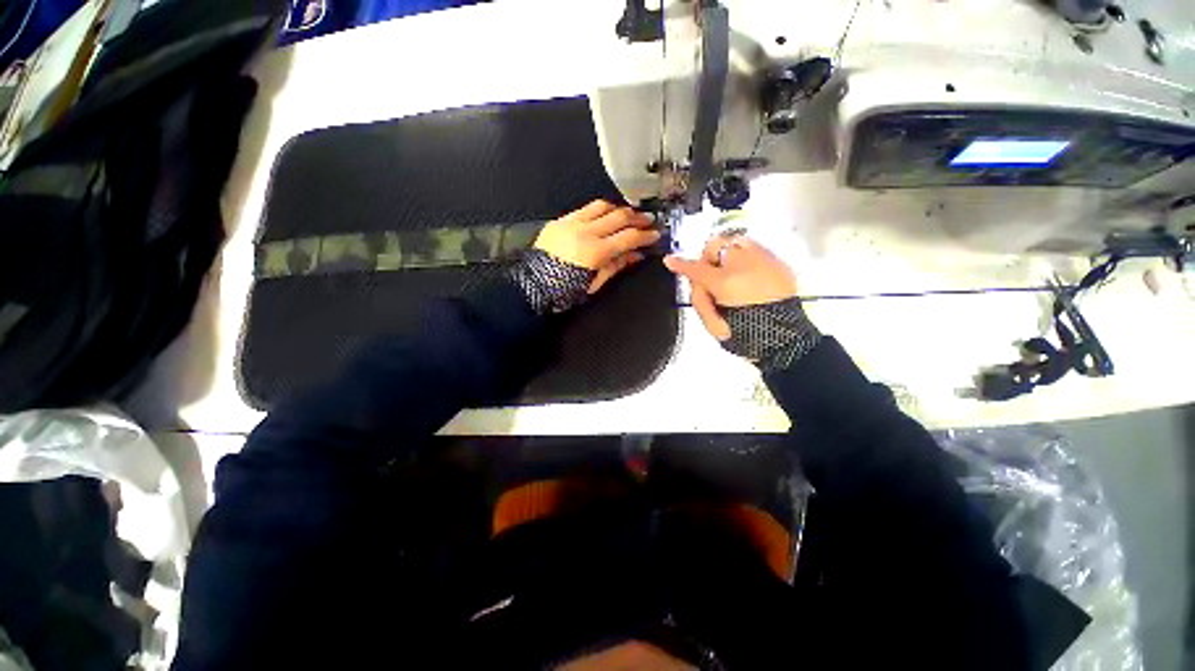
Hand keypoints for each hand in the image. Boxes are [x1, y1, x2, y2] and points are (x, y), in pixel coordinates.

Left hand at [534, 200, 660, 293]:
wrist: (530, 285)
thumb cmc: (563, 291)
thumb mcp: (593, 284)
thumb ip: (615, 266)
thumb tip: (635, 255)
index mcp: (595, 252)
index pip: (628, 238)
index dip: (645, 236)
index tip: (655, 235)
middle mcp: (585, 232)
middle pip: (619, 218)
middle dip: (637, 218)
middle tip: (649, 220)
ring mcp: (571, 223)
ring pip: (602, 207)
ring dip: (619, 209)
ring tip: (629, 214)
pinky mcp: (560, 220)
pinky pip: (584, 208)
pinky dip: (599, 209)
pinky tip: (605, 213)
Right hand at [663, 235, 797, 340]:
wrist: (786, 339)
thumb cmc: (745, 334)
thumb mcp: (714, 324)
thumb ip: (700, 300)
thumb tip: (694, 282)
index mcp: (725, 283)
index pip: (695, 269)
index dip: (680, 264)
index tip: (669, 260)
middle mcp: (743, 265)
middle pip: (715, 244)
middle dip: (708, 257)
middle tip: (710, 274)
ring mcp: (763, 260)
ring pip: (736, 241)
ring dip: (728, 254)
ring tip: (732, 272)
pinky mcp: (778, 262)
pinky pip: (756, 248)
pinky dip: (747, 258)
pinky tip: (750, 275)